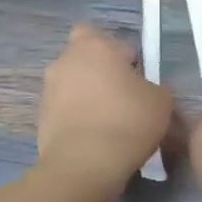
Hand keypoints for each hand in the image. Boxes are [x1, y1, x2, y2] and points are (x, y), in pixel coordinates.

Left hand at [38, 24, 173, 193]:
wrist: (84, 164)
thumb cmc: (128, 121)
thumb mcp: (161, 101)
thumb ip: (153, 87)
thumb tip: (144, 91)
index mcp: (94, 46)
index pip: (106, 37)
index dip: (122, 55)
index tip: (136, 77)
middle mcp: (65, 60)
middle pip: (84, 59)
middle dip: (100, 73)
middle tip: (123, 97)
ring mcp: (48, 90)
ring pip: (73, 85)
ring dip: (88, 97)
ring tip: (110, 123)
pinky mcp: (40, 118)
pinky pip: (65, 110)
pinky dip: (78, 119)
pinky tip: (97, 139)